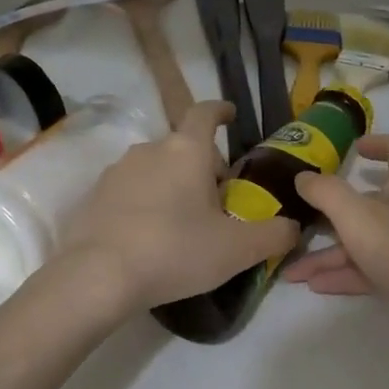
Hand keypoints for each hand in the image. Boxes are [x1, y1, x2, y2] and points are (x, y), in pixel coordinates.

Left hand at [55, 101, 298, 314]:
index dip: (221, 111)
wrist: (98, 277)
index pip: (205, 113)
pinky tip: (151, 237)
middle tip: (219, 202)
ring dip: (174, 185)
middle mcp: (149, 150)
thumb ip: (274, 235)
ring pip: (156, 169)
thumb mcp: (238, 249)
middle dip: (204, 166)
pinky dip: (147, 203)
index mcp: (186, 150)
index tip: (231, 115)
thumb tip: (293, 227)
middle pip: (184, 147)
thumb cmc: (176, 251)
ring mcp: (117, 172)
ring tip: (185, 223)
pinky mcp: (95, 197)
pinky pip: (131, 191)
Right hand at [283, 134, 388, 326]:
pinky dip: (349, 275)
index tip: (352, 150)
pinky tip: (319, 287)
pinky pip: (377, 271)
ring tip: (294, 273)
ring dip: (332, 254)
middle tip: (298, 225)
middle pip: (372, 203)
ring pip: (369, 243)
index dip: (377, 143)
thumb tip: (303, 176)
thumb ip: (328, 194)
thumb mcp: (361, 219)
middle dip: (332, 216)